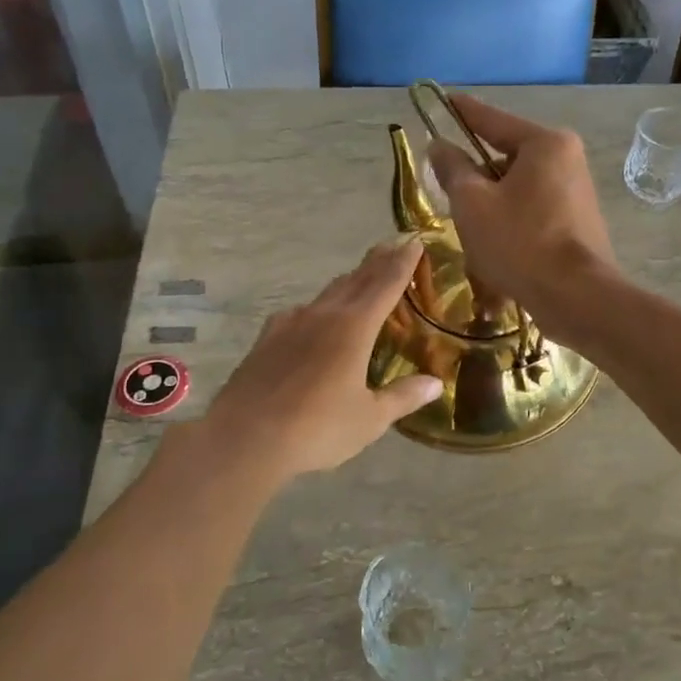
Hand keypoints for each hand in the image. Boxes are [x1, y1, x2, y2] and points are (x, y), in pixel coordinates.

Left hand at [203, 238, 441, 477]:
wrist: (244, 438)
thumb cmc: (317, 429)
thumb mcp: (369, 419)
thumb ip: (403, 397)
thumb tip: (436, 384)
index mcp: (355, 327)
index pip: (386, 284)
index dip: (403, 262)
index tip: (414, 241)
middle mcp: (324, 315)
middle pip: (356, 280)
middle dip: (377, 262)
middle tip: (392, 245)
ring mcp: (291, 323)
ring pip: (327, 293)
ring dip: (349, 282)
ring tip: (360, 279)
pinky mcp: (267, 338)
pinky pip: (300, 312)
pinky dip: (317, 308)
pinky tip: (313, 318)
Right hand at [426, 94, 616, 334]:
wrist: (576, 297)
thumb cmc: (520, 242)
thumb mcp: (473, 203)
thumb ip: (453, 169)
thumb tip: (439, 145)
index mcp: (545, 144)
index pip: (493, 120)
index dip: (463, 112)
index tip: (444, 99)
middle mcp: (567, 160)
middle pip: (506, 160)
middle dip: (477, 180)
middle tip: (450, 197)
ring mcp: (577, 194)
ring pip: (517, 191)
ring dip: (491, 210)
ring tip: (473, 238)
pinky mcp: (578, 224)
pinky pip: (533, 215)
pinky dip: (512, 228)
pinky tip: (497, 256)